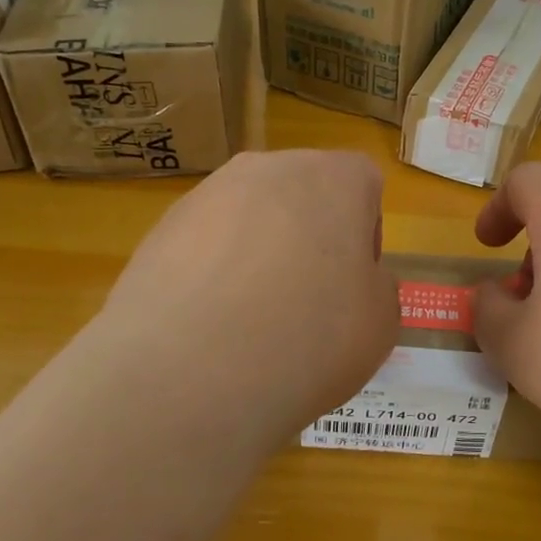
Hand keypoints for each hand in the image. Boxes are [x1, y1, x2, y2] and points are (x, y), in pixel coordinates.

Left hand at [94, 150, 398, 451]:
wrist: (190, 372)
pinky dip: (211, 273)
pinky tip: (207, 326)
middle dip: (309, 237)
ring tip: (249, 320)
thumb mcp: (380, 324)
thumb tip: (355, 281)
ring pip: (250, 215)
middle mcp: (271, 168)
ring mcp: (209, 193)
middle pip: (303, 193)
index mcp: (335, 177)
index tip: (353, 284)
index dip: (364, 235)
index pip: (363, 183)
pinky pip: (204, 243)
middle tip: (307, 301)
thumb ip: (377, 287)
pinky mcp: (160, 227)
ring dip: (257, 252)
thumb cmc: (310, 337)